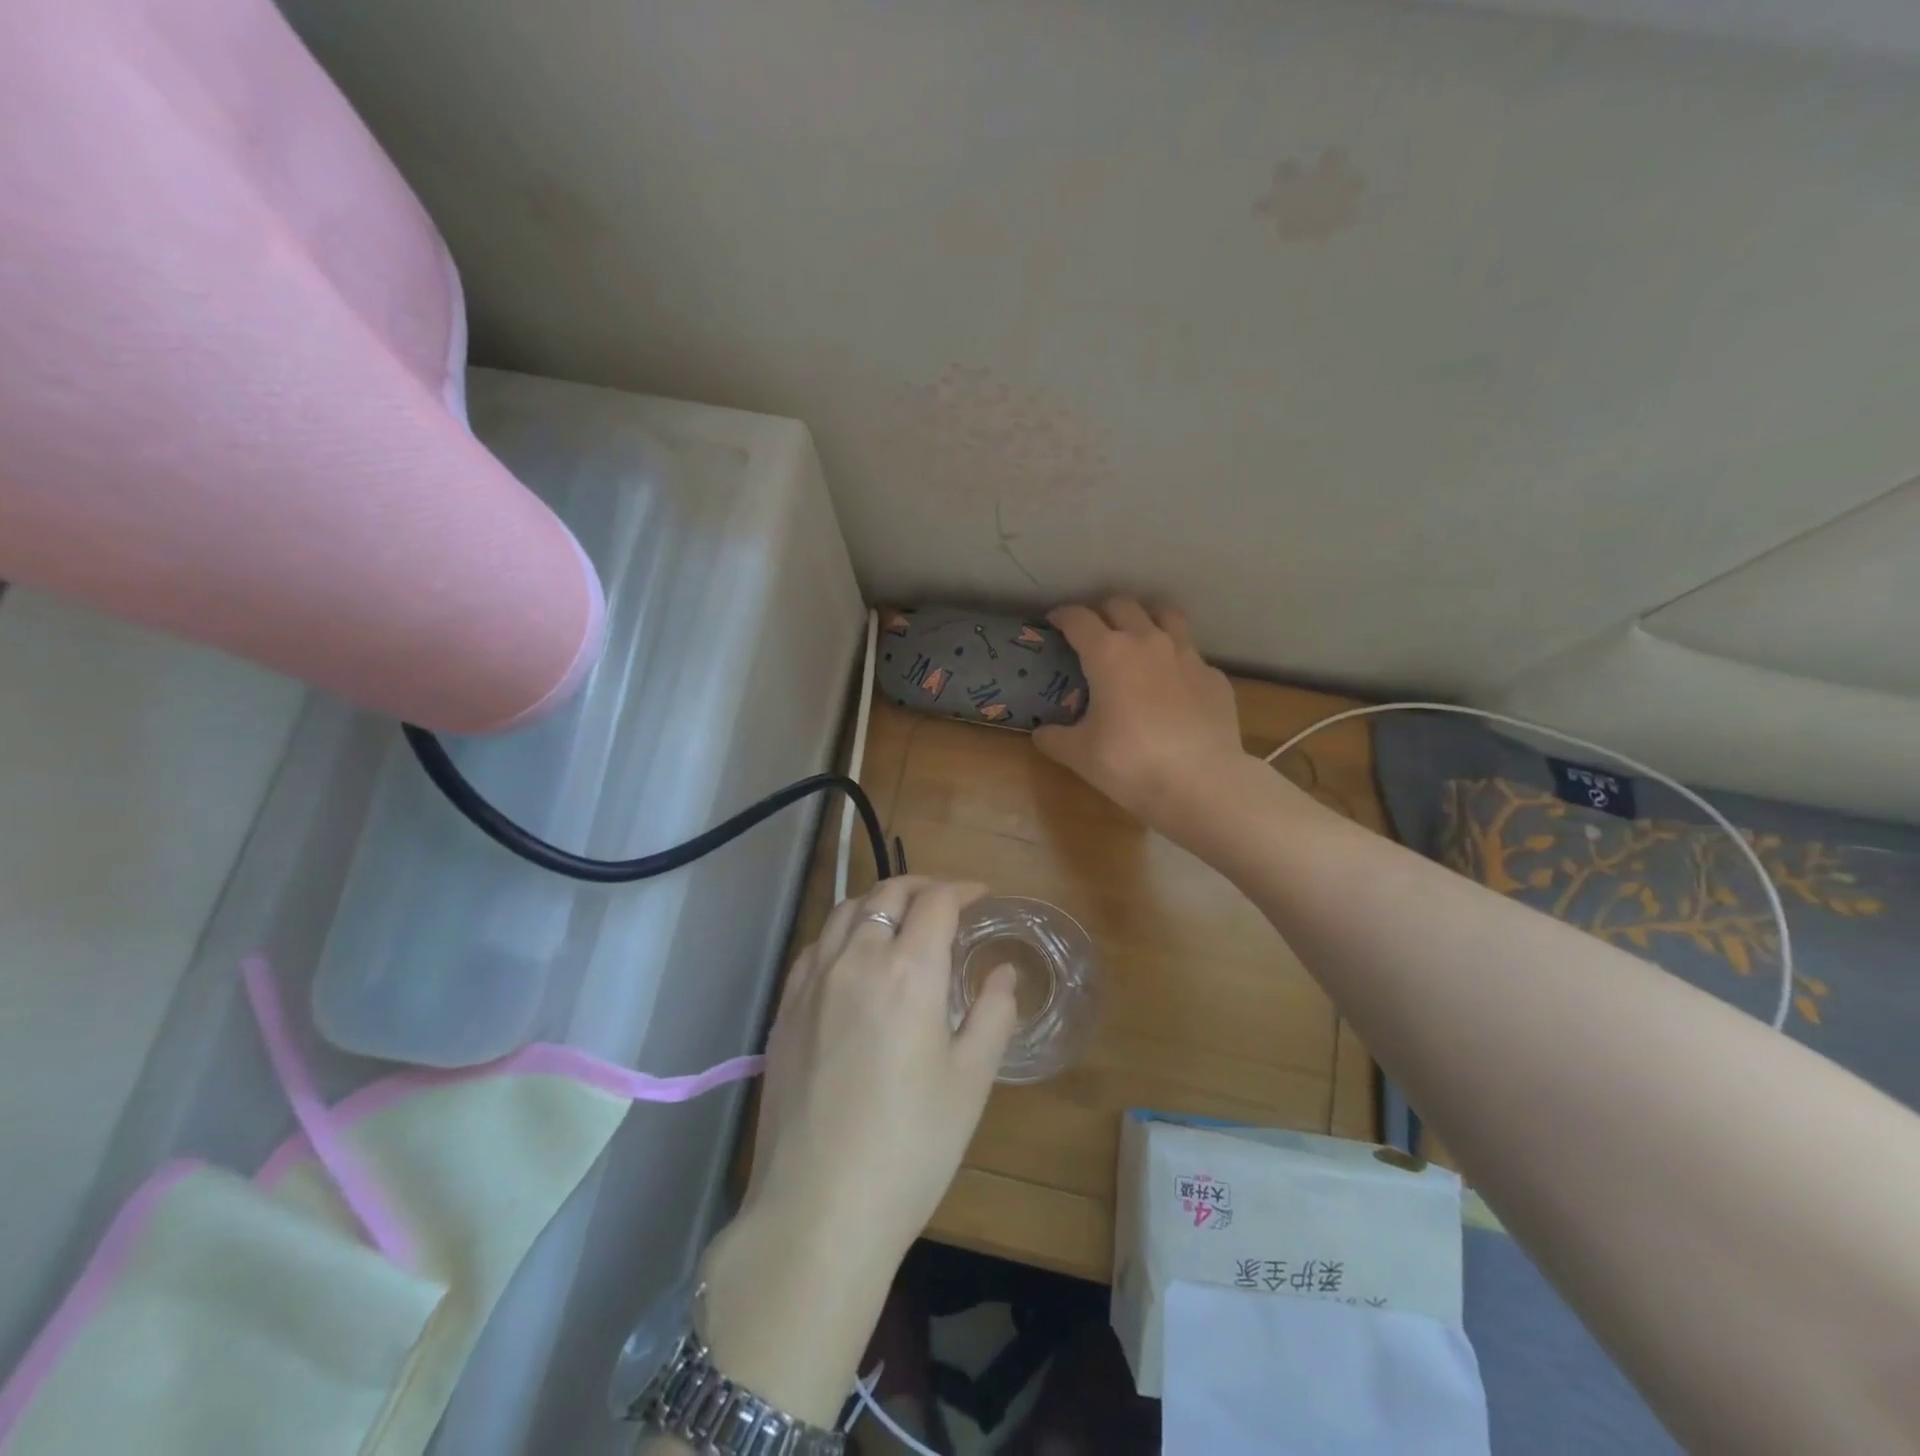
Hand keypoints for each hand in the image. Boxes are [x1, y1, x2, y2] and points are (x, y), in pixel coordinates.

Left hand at [694, 878, 1017, 1426]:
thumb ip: (993, 1014)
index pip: (936, 902)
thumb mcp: (971, 1082)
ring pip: (844, 911)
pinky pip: (815, 946)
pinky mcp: (784, 1009)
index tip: (981, 896)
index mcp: (908, 971)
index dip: (962, 889)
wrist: (819, 1209)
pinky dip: (841, 931)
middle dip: (921, 886)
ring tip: (899, 918)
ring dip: (879, 901)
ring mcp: (812, 982)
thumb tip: (1004, 973)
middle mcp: (856, 959)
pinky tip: (851, 955)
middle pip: (887, 893)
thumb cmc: (911, 1146)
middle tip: (945, 901)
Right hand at [1035, 599, 1248, 835]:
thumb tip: (1042, 732)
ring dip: (1147, 619)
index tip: (1053, 623)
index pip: (1078, 618)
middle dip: (1103, 611)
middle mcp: (1148, 642)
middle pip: (1122, 605)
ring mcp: (1187, 656)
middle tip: (1094, 632)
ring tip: (1139, 639)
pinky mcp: (1214, 677)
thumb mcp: (1079, 754)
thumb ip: (1054, 737)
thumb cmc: (1130, 763)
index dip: (1062, 616)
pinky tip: (1173, 686)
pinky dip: (1176, 661)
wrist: (1201, 783)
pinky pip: (1191, 656)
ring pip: (1166, 615)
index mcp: (1108, 653)